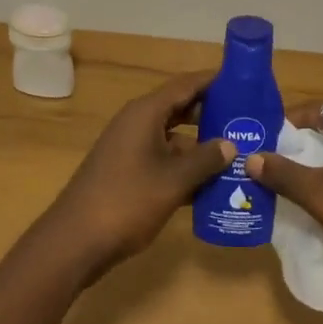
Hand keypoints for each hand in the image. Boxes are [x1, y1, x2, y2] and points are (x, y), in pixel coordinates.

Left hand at [39, 71, 235, 281]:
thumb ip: (205, 159)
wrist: (75, 242)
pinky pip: (163, 158)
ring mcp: (130, 147)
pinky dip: (184, 167)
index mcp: (146, 112)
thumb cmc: (126, 201)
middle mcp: (137, 122)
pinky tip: (211, 186)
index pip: (186, 84)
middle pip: (180, 107)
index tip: (244, 81)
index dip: (214, 81)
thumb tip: (230, 144)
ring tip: (237, 154)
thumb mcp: (173, 180)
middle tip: (247, 120)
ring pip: (173, 136)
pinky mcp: (128, 171)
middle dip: (212, 113)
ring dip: (201, 145)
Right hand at [247, 101, 322, 293]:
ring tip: (288, 181)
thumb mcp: (318, 196)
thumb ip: (283, 174)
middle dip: (300, 144)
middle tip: (271, 162)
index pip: (317, 109)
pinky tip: (321, 199)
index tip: (266, 140)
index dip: (290, 122)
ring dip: (317, 163)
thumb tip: (250, 157)